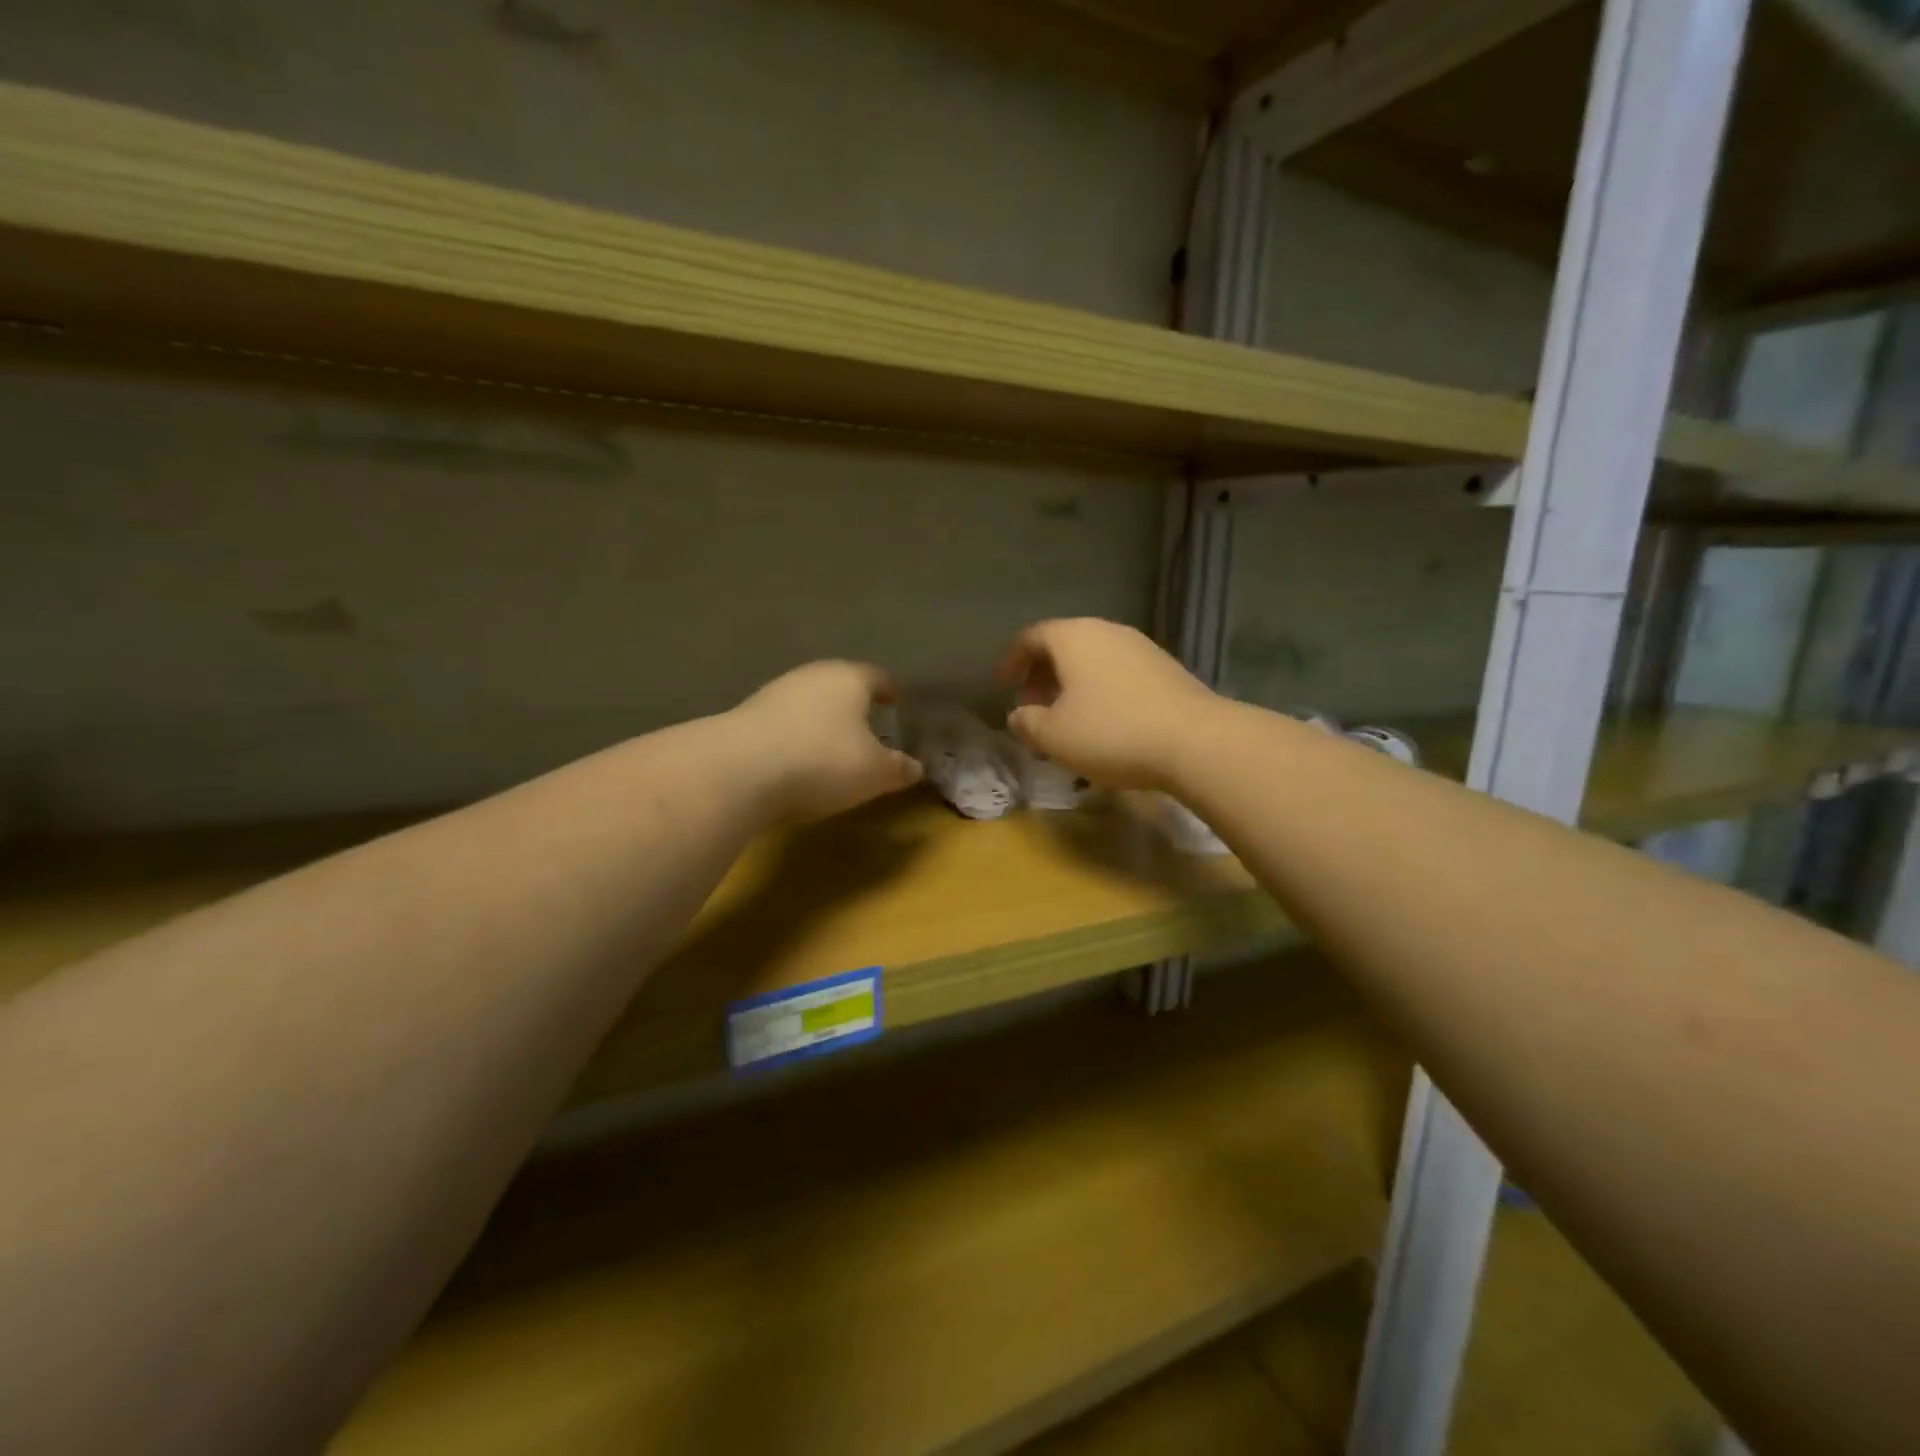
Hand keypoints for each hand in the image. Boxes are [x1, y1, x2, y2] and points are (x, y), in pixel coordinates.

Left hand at [729, 661, 923, 820]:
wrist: (739, 770)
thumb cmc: (822, 761)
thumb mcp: (874, 773)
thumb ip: (899, 768)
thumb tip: (917, 768)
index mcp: (849, 679)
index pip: (877, 676)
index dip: (888, 690)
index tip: (896, 702)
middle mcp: (812, 675)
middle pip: (839, 683)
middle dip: (853, 702)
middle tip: (867, 724)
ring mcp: (775, 692)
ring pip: (808, 701)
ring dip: (821, 718)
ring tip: (831, 743)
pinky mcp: (746, 715)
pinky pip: (782, 721)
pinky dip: (795, 734)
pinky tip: (796, 757)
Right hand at [994, 619, 1216, 789]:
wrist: (1196, 741)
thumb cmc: (1111, 732)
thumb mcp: (1053, 735)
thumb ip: (1026, 722)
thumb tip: (1018, 715)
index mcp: (1073, 637)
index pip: (1031, 637)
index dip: (1011, 660)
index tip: (1001, 685)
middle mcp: (1107, 632)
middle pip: (1063, 646)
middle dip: (1042, 676)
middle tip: (1032, 707)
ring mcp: (1141, 648)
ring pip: (1093, 660)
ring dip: (1072, 686)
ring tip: (1065, 720)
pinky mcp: (1166, 669)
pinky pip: (1118, 673)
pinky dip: (1100, 691)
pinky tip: (1103, 724)